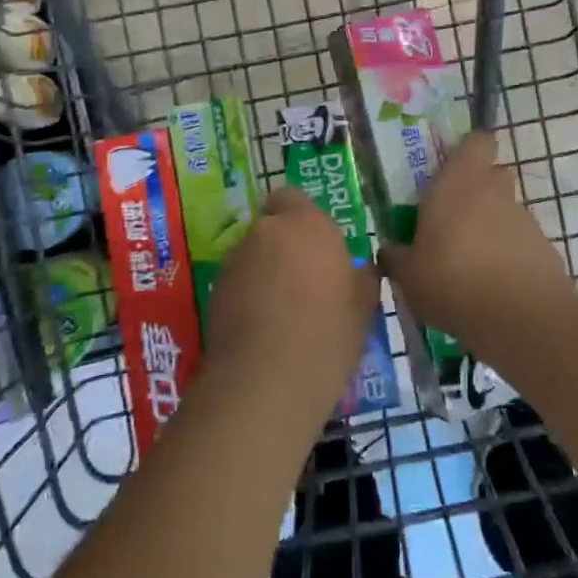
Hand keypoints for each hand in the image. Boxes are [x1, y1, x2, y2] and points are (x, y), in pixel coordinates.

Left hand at [200, 187, 379, 427]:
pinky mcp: (214, 290)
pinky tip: (261, 326)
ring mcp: (235, 260)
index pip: (293, 197)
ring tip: (281, 309)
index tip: (317, 245)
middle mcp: (266, 231)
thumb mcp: (364, 307)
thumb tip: (361, 270)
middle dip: (283, 245)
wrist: (266, 380)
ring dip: (264, 269)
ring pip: (252, 253)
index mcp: (307, 225)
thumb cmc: (328, 335)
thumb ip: (362, 277)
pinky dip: (246, 294)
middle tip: (304, 279)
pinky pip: (237, 281)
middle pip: (271, 226)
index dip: (301, 216)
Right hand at [379, 131, 571, 351]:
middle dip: (475, 191)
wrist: (521, 318)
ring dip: (490, 227)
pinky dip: (508, 256)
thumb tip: (389, 251)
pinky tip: (492, 286)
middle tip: (451, 219)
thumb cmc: (452, 281)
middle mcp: (494, 190)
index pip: (476, 142)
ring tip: (469, 264)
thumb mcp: (409, 276)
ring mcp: (523, 218)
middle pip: (491, 175)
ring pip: (504, 210)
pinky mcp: (544, 247)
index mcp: (458, 182)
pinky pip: (519, 242)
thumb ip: (397, 258)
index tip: (451, 168)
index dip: (468, 151)